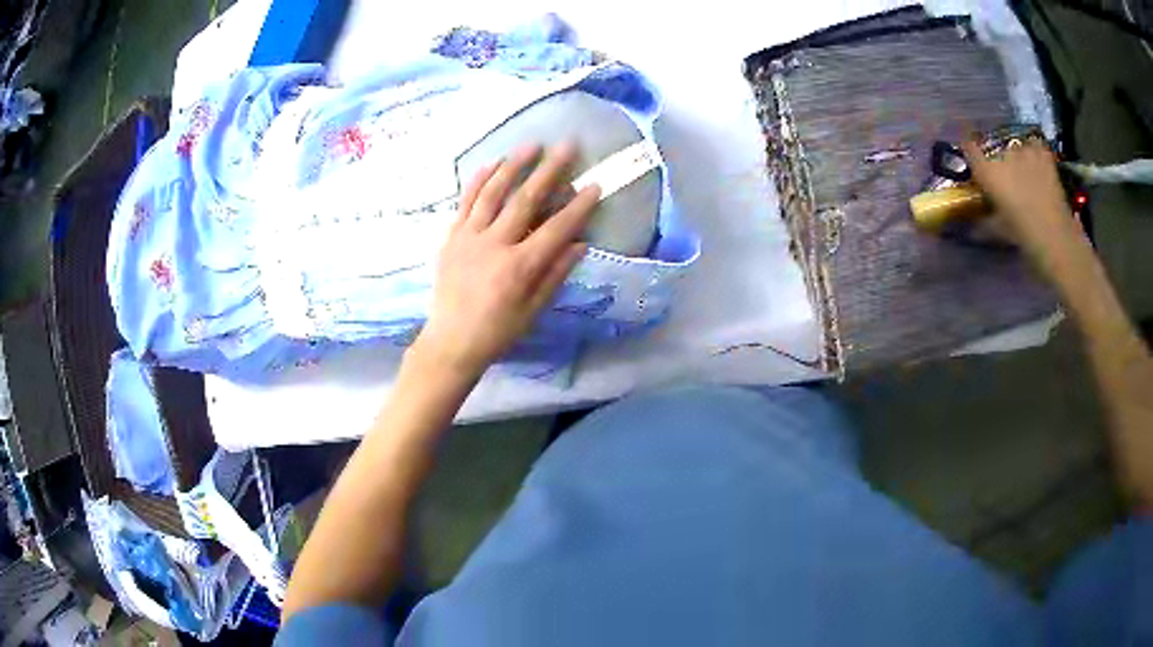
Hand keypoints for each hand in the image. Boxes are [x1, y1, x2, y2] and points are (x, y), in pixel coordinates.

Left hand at [413, 143, 600, 375]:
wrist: (451, 341)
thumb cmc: (497, 332)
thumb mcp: (533, 310)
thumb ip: (555, 274)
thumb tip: (580, 243)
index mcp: (519, 267)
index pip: (556, 229)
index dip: (578, 207)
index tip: (595, 185)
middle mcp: (495, 245)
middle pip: (526, 200)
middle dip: (550, 170)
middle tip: (567, 146)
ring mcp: (469, 237)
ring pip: (493, 193)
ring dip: (514, 165)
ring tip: (532, 144)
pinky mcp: (451, 236)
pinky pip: (466, 202)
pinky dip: (479, 180)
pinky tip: (492, 162)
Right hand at [961, 138, 1085, 272]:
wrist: (1056, 237)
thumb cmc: (1024, 237)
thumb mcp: (1001, 232)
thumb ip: (985, 223)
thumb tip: (974, 227)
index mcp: (988, 172)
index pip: (970, 147)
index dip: (970, 151)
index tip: (972, 158)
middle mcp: (1003, 154)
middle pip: (994, 145)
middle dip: (996, 156)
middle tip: (1002, 172)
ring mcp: (1024, 151)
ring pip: (1015, 144)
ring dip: (1015, 153)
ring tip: (1021, 167)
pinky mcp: (1043, 154)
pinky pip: (1035, 143)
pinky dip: (1034, 149)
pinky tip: (1036, 160)